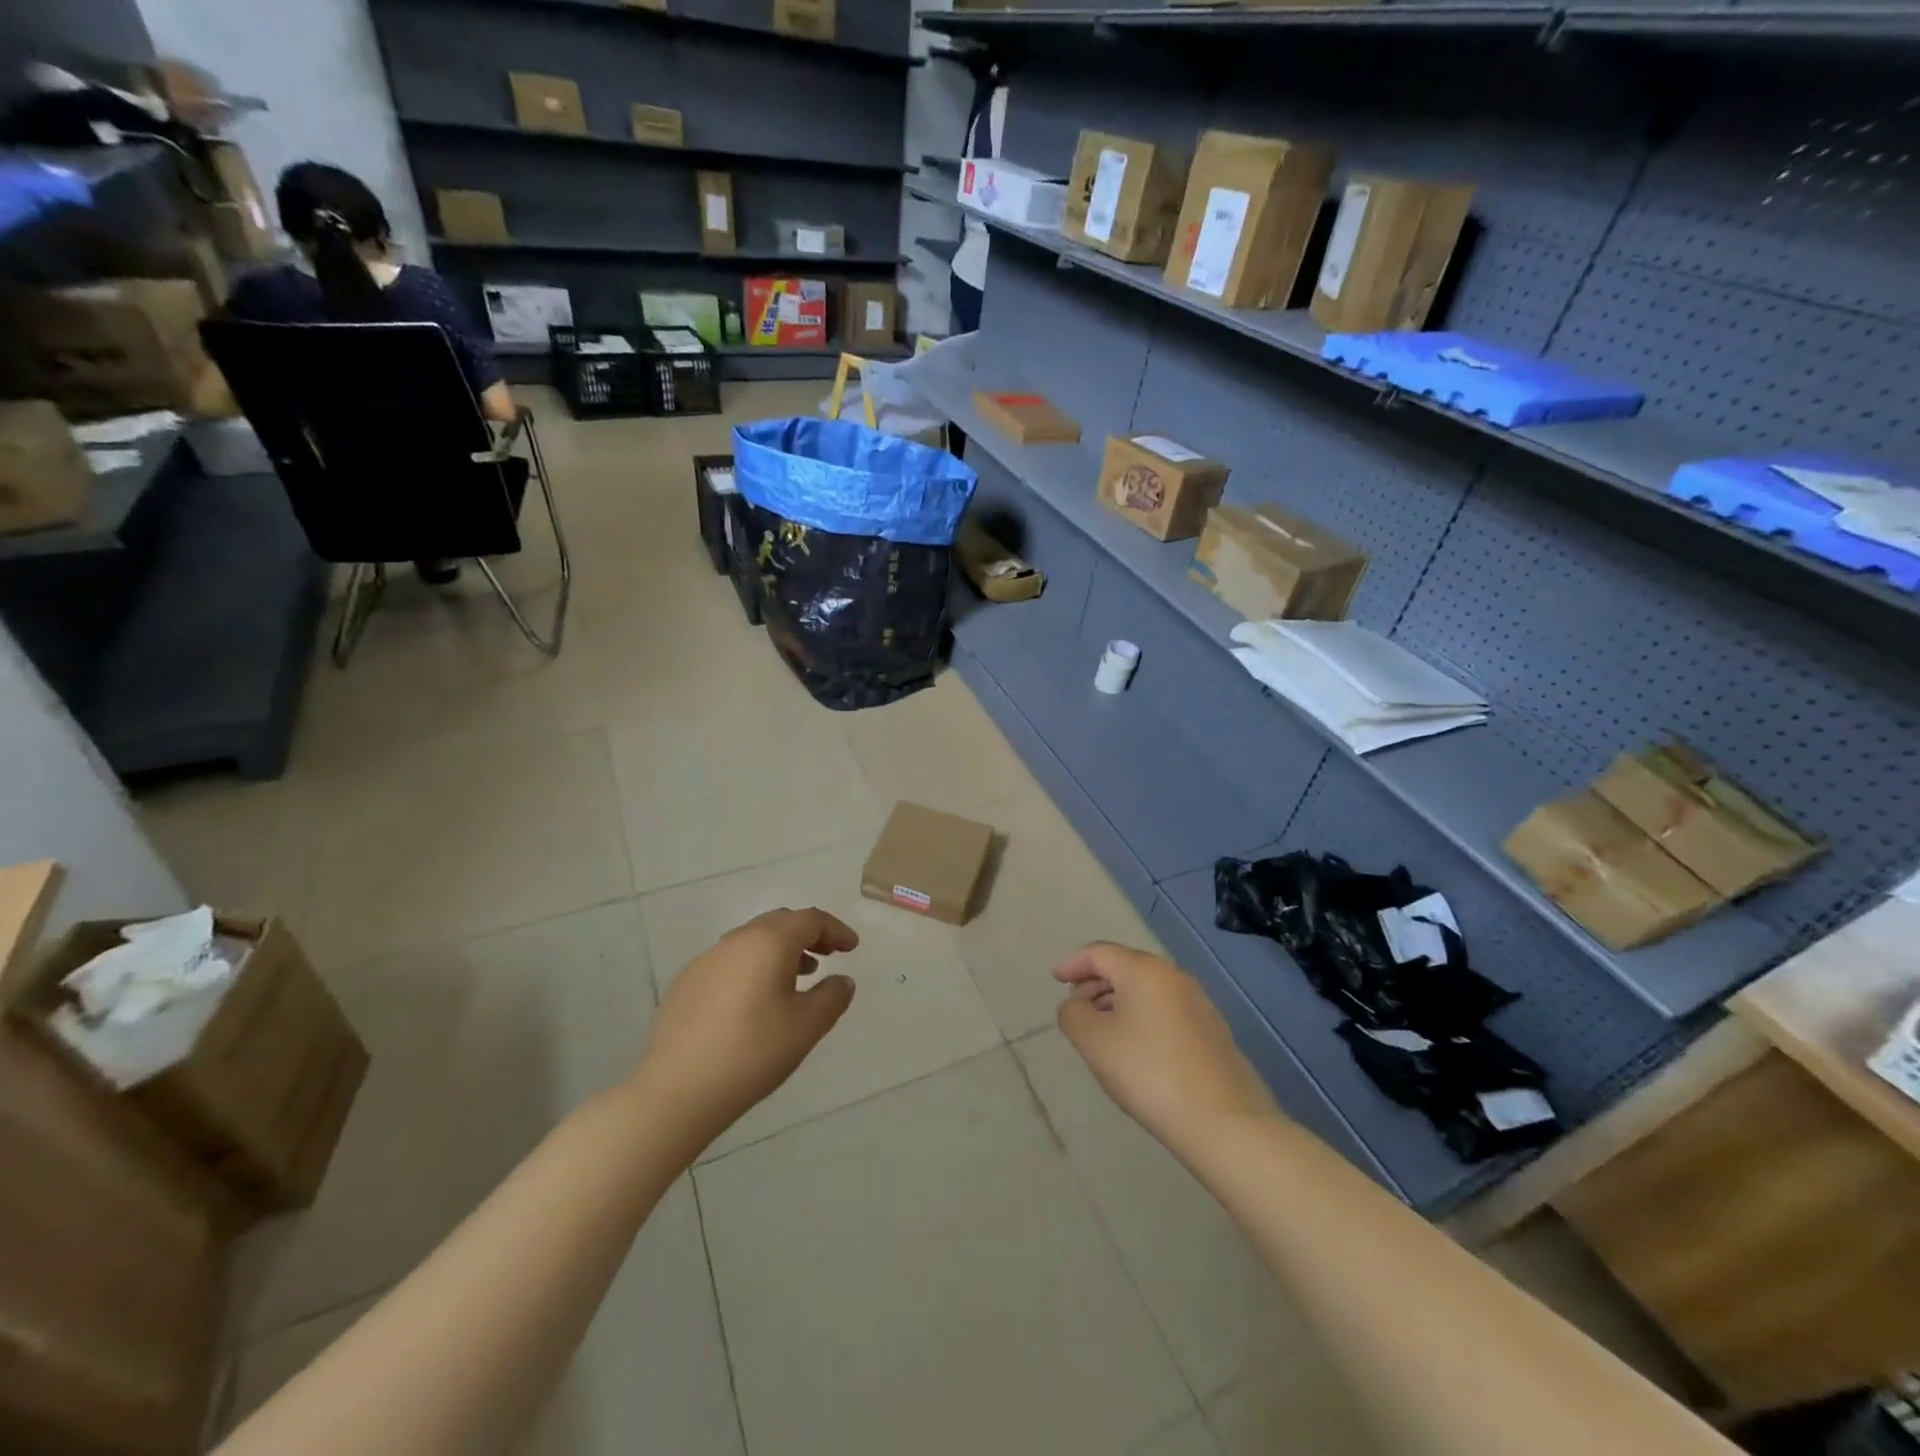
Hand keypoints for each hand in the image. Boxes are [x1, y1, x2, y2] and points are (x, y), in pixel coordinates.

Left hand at [636, 908, 858, 1147]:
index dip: (836, 930)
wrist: (677, 1090)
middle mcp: (736, 940)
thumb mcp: (807, 1027)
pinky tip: (755, 1001)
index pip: (810, 920)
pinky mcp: (686, 984)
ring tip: (797, 979)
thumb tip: (842, 980)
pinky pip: (730, 962)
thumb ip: (832, 997)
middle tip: (828, 956)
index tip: (852, 948)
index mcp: (769, 942)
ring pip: (752, 941)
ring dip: (779, 951)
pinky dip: (752, 968)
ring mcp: (706, 960)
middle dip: (808, 935)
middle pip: (780, 923)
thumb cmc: (753, 1051)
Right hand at [1055, 942, 1274, 1158]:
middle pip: (1125, 967)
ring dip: (1117, 1002)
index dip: (1073, 963)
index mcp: (1144, 970)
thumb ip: (1073, 1014)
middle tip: (1075, 1007)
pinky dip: (1141, 1017)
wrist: (1224, 1122)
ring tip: (1101, 1031)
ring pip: (1146, 990)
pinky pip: (1165, 1010)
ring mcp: (1198, 1002)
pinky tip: (1135, 1049)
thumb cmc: (1149, 1073)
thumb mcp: (1094, 1042)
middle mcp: (1174, 976)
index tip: (1054, 979)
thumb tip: (1077, 1004)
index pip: (1099, 953)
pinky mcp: (1212, 1030)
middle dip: (1095, 982)